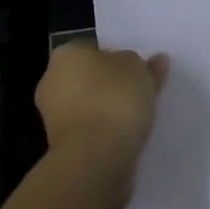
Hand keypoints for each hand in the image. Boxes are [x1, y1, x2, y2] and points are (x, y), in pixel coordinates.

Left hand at [35, 42, 168, 206]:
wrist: (95, 159)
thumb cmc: (114, 100)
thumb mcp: (140, 71)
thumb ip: (147, 66)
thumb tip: (157, 61)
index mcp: (66, 54)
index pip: (93, 49)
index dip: (117, 59)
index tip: (137, 72)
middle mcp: (53, 82)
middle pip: (90, 79)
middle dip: (111, 87)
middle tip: (141, 94)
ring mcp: (54, 119)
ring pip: (89, 109)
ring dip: (108, 114)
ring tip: (139, 120)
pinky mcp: (62, 150)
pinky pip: (90, 134)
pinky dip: (106, 136)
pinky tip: (128, 140)